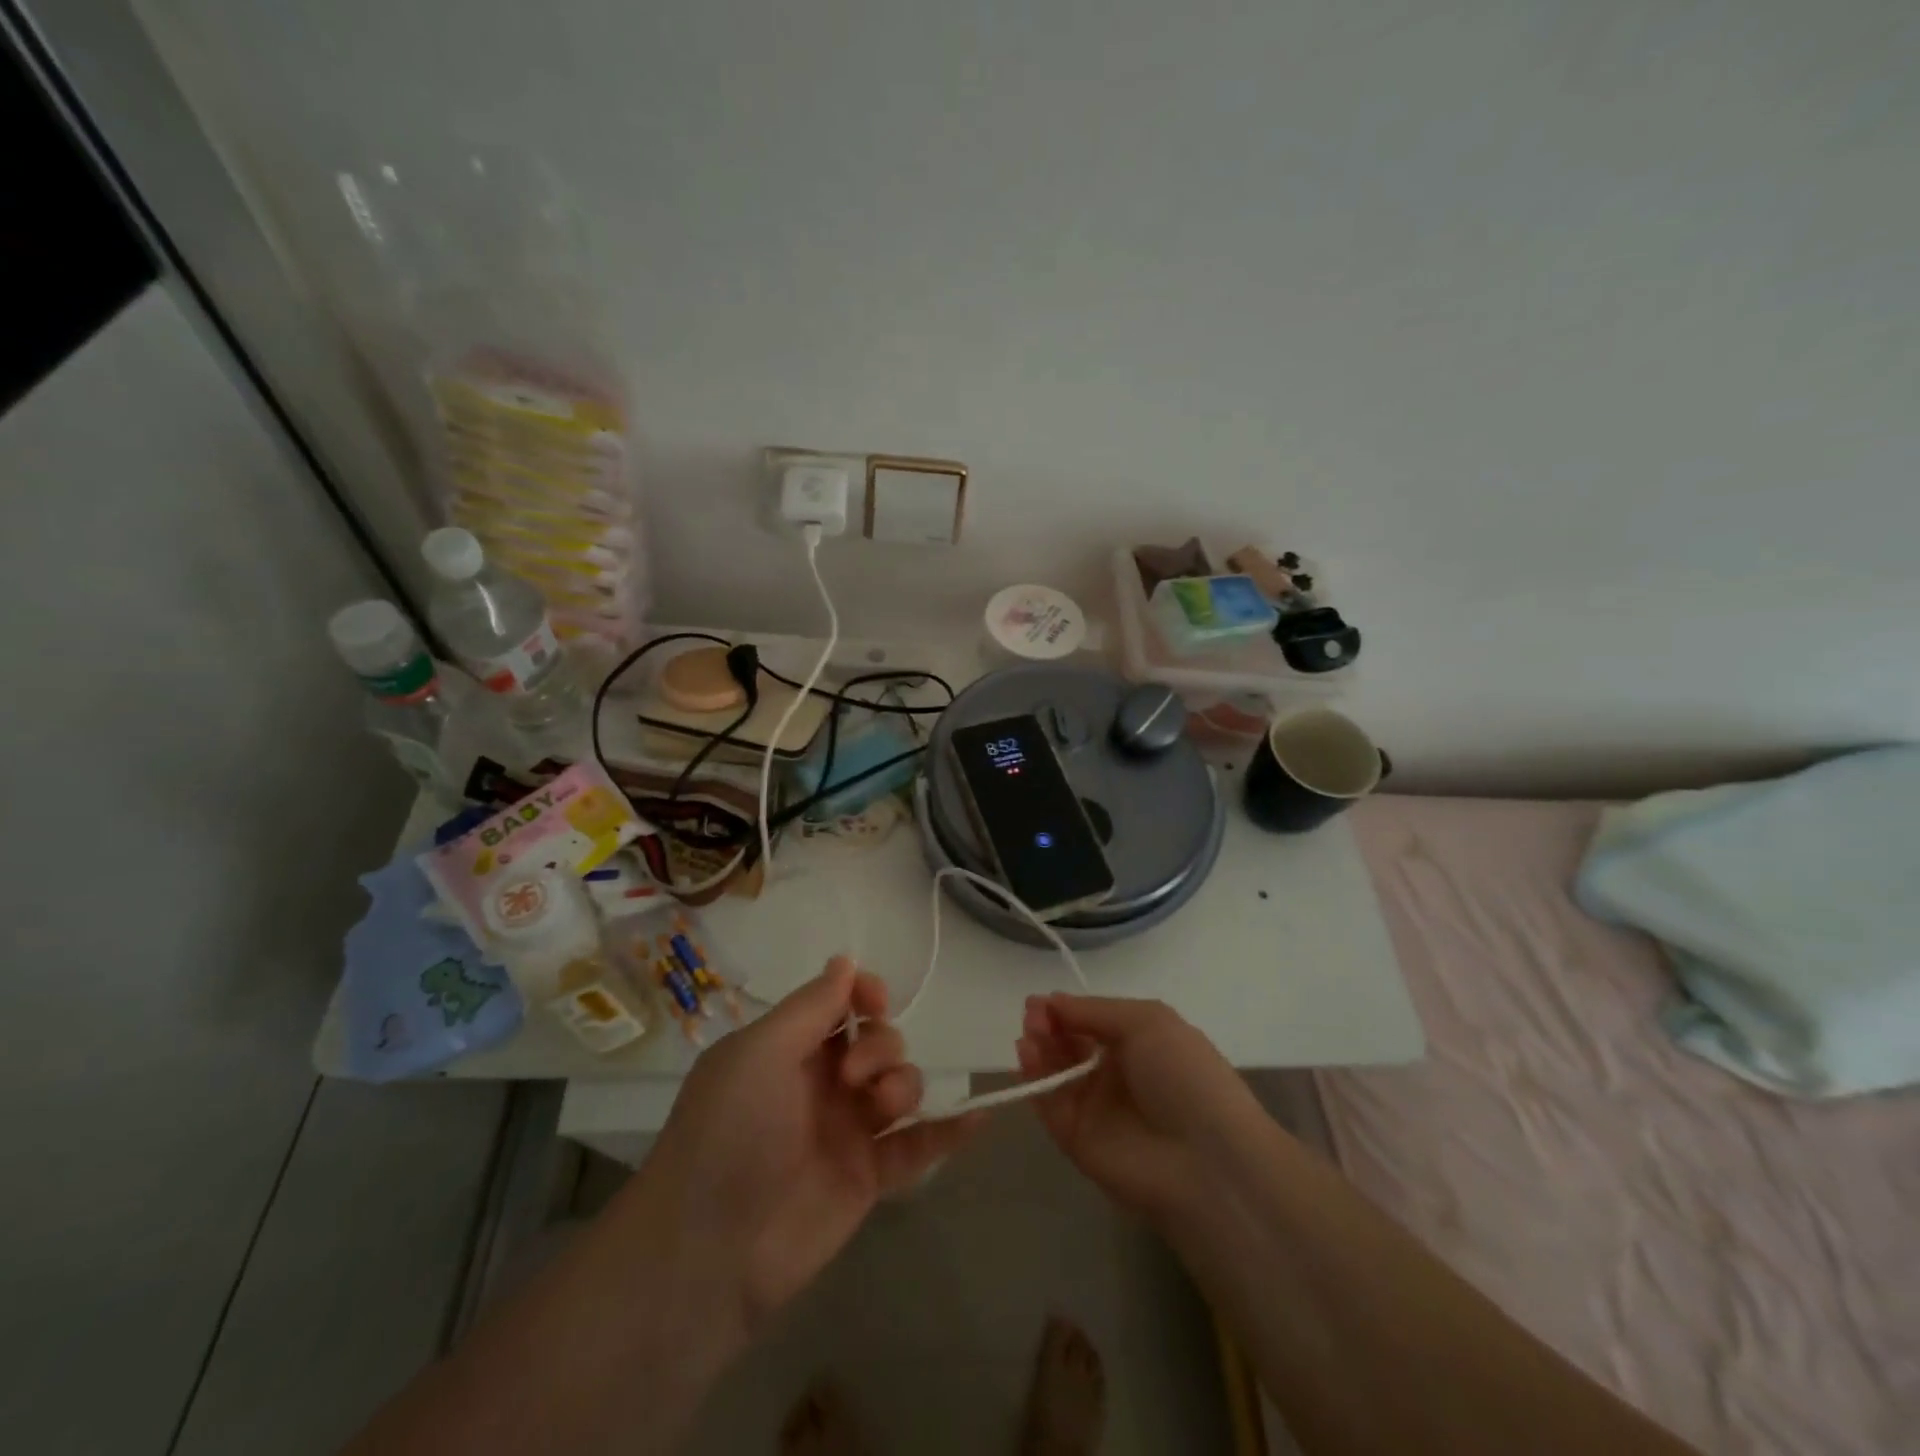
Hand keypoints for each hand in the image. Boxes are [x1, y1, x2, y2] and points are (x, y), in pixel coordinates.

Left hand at [642, 957, 980, 1333]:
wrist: (710, 1251)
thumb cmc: (729, 1132)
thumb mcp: (761, 1052)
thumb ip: (812, 1006)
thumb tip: (845, 960)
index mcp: (788, 1048)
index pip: (841, 1004)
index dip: (864, 994)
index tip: (874, 1001)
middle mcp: (820, 1083)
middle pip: (878, 1040)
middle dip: (880, 1045)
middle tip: (853, 1078)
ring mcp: (846, 1131)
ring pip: (900, 1086)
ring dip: (904, 1084)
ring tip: (883, 1110)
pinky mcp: (867, 1178)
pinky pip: (917, 1147)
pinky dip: (948, 1131)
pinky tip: (978, 1116)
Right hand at [1017, 994, 1265, 1217]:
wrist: (1206, 1160)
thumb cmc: (1184, 1076)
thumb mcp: (1147, 1021)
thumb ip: (1094, 1010)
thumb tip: (1051, 1001)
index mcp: (1139, 1044)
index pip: (1090, 1022)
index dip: (1065, 1010)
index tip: (1040, 1001)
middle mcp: (1115, 1074)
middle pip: (1069, 1044)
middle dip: (1048, 1025)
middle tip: (1032, 1015)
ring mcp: (1095, 1109)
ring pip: (1055, 1072)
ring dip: (1038, 1047)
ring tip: (1029, 1032)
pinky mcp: (1077, 1141)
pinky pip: (1050, 1104)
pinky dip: (1035, 1080)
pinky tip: (1027, 1054)